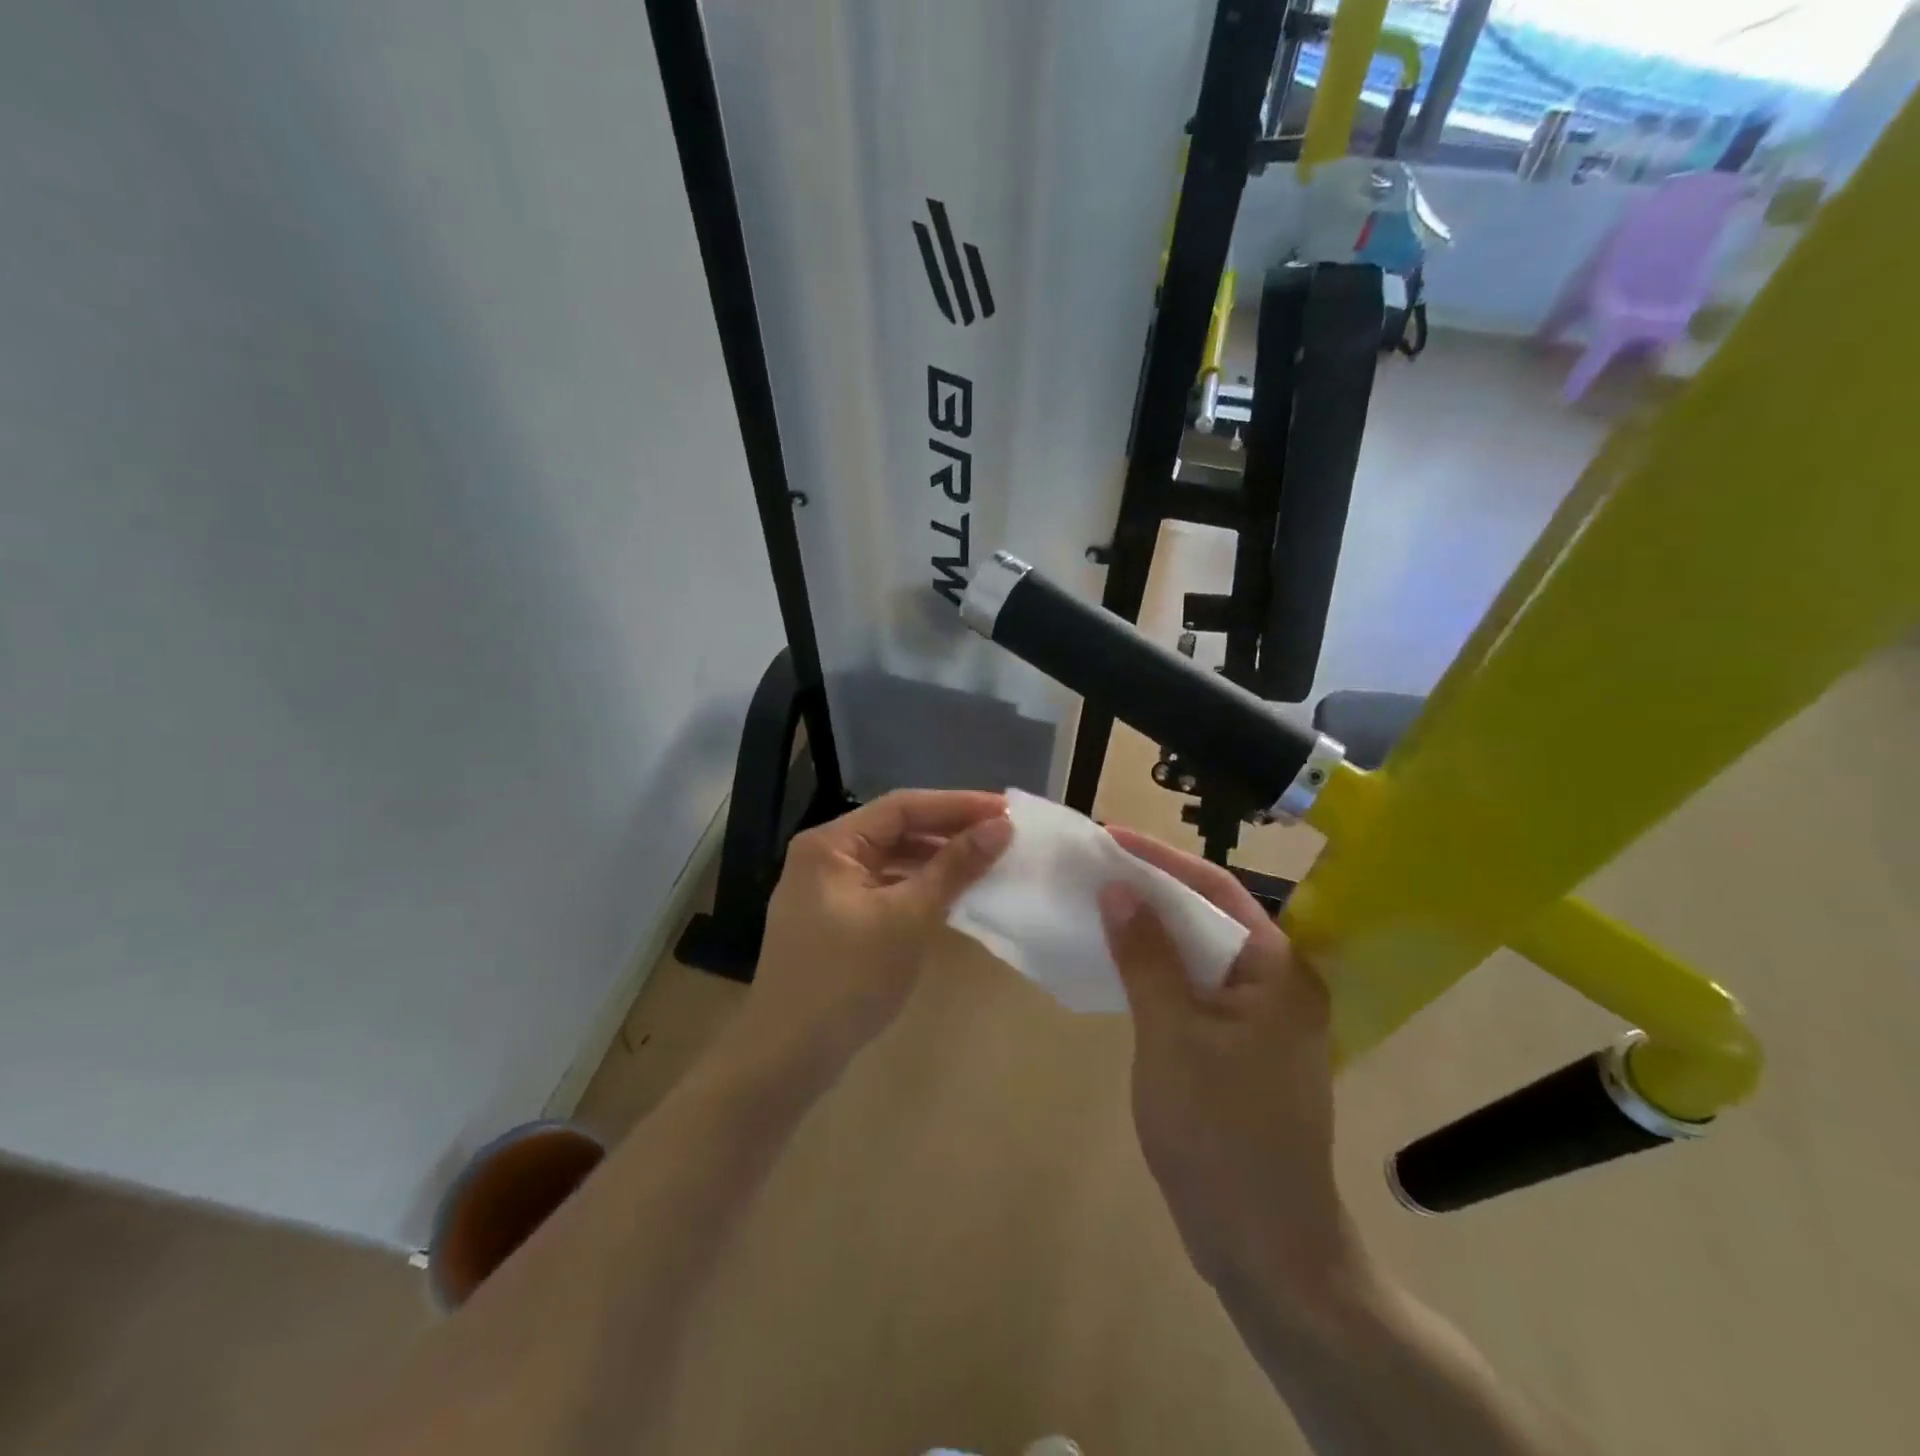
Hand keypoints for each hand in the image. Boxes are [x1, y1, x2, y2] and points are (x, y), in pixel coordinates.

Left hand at [725, 790, 1011, 1086]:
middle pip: (895, 829)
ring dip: (935, 859)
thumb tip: (1000, 827)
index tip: (1006, 810)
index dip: (958, 804)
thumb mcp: (908, 918)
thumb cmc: (848, 979)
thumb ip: (954, 867)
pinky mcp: (833, 919)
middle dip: (948, 830)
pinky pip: (883, 887)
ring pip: (890, 859)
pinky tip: (950, 894)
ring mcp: (825, 890)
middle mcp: (823, 856)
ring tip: (985, 860)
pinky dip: (917, 886)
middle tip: (1002, 834)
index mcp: (831, 844)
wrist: (787, 1056)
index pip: (903, 807)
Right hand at [1098, 828, 1360, 1301]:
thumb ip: (1147, 957)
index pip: (1215, 890)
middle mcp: (1278, 983)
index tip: (1108, 836)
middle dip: (1154, 888)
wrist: (1263, 1245)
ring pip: (1200, 953)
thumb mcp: (1172, 1035)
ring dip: (1153, 929)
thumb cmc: (1220, 1132)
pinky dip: (1159, 970)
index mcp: (1278, 970)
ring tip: (1100, 902)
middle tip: (1096, 865)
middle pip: (1209, 916)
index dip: (1160, 859)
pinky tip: (1120, 962)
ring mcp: (1262, 1018)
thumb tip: (1119, 888)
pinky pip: (1196, 988)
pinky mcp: (1241, 1047)